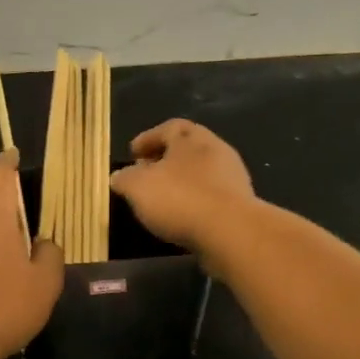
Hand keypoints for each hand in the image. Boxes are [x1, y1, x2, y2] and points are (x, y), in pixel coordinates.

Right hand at [109, 119, 255, 257]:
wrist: (230, 231)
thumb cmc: (179, 199)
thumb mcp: (137, 187)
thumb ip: (125, 178)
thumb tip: (119, 176)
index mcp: (191, 138)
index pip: (169, 127)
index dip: (148, 138)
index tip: (132, 153)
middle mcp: (215, 150)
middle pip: (187, 148)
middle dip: (165, 159)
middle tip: (146, 174)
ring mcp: (232, 176)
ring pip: (201, 172)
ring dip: (181, 181)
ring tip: (162, 199)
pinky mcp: (240, 203)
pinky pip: (211, 195)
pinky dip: (195, 200)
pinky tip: (182, 216)